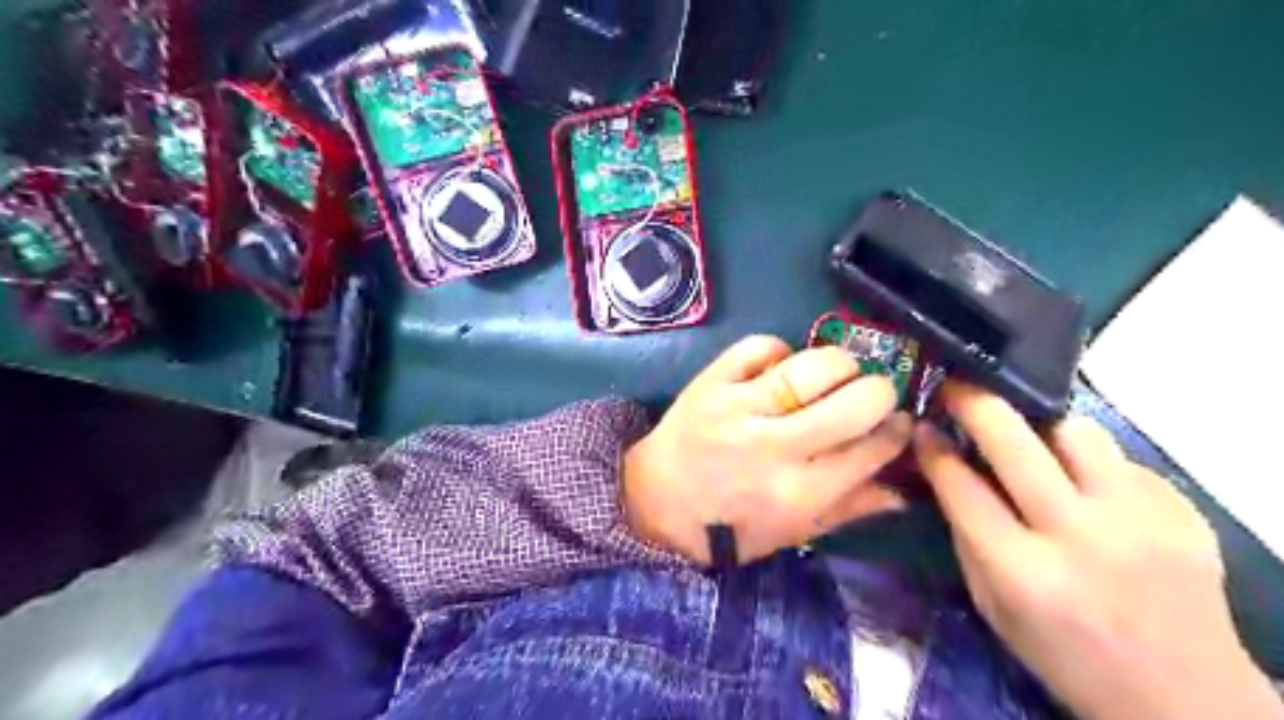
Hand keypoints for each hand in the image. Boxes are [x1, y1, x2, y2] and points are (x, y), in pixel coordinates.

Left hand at [623, 334, 911, 563]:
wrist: (657, 502)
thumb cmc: (730, 528)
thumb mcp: (794, 532)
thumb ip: (851, 508)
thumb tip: (907, 488)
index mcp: (799, 492)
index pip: (872, 448)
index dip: (898, 430)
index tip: (899, 422)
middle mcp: (774, 446)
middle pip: (855, 400)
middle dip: (879, 390)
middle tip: (872, 393)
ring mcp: (739, 407)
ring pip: (813, 365)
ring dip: (839, 363)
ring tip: (836, 373)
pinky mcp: (712, 381)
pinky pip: (760, 346)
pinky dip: (779, 350)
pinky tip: (781, 367)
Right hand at [913, 383, 1283, 719]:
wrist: (1186, 699)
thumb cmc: (1067, 658)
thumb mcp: (994, 608)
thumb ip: (968, 537)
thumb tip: (949, 472)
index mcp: (1023, 572)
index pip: (961, 486)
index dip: (933, 448)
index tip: (921, 424)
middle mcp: (1081, 536)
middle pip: (1015, 441)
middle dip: (975, 401)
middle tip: (957, 386)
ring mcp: (1140, 518)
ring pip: (1075, 431)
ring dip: (1038, 423)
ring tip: (1025, 431)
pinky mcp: (1181, 510)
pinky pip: (1117, 459)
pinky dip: (1087, 460)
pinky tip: (1082, 482)